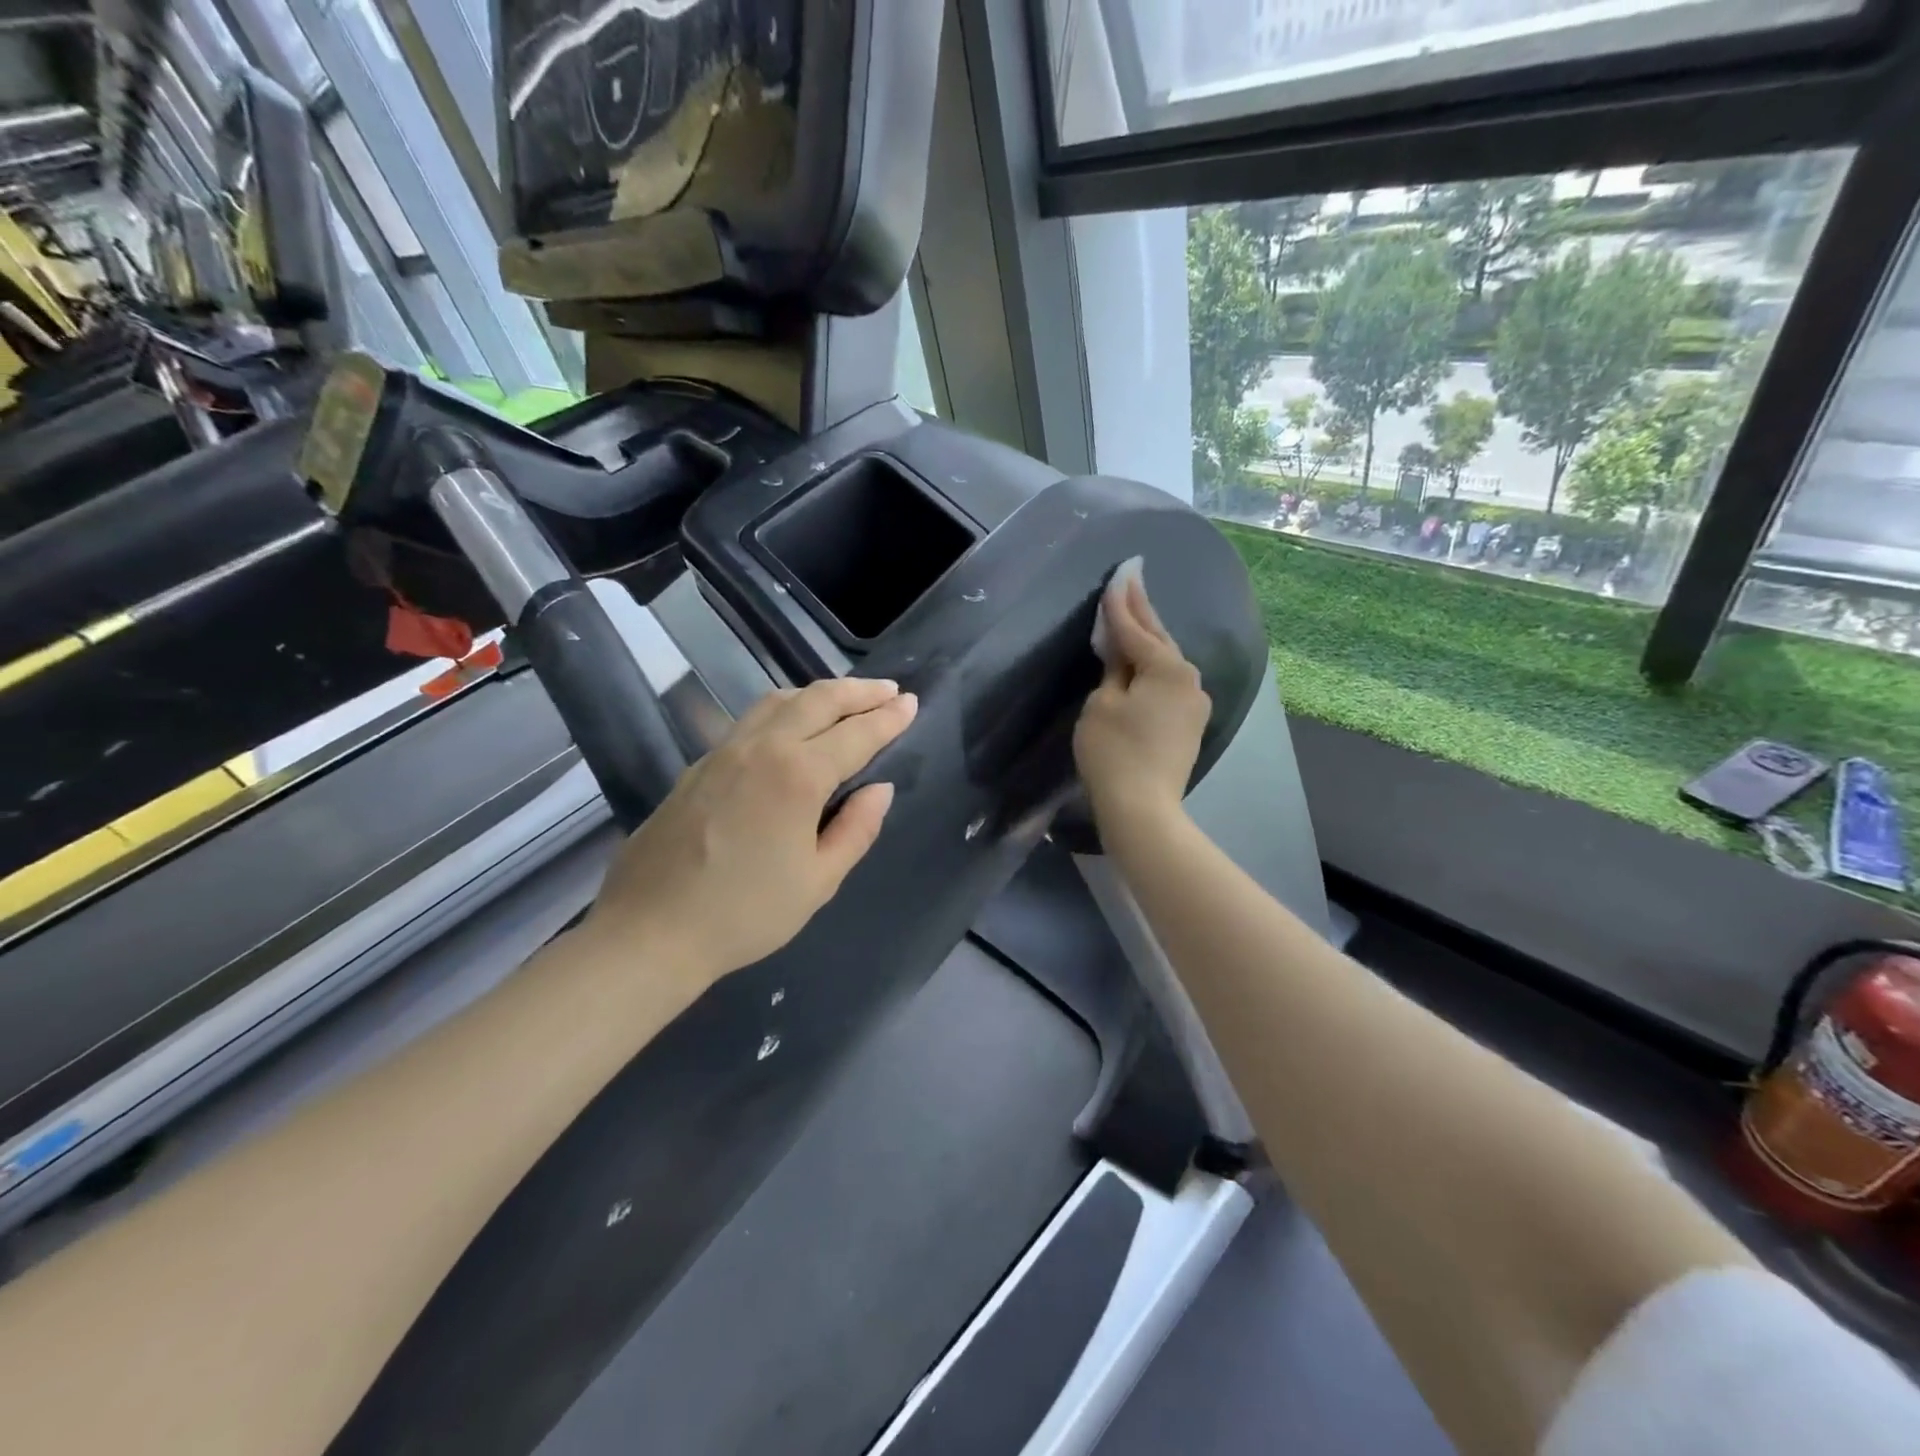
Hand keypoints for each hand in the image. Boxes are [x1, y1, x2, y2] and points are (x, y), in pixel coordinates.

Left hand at [589, 677, 916, 980]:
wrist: (650, 931)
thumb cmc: (745, 913)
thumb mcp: (818, 881)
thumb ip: (856, 829)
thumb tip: (879, 789)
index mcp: (797, 775)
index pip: (856, 734)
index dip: (888, 718)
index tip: (912, 704)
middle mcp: (761, 748)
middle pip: (818, 700)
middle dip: (859, 691)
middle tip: (889, 690)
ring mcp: (724, 752)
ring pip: (779, 701)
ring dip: (819, 693)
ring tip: (846, 700)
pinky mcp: (699, 765)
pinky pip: (752, 719)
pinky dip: (785, 709)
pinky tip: (791, 727)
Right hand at [1073, 572, 1209, 836]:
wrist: (1143, 808)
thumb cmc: (1114, 753)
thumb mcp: (1102, 704)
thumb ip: (1113, 669)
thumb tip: (1120, 651)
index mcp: (1167, 668)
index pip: (1136, 629)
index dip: (1120, 603)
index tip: (1118, 574)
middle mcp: (1189, 679)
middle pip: (1158, 638)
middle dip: (1142, 608)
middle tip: (1132, 576)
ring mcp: (1194, 703)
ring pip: (1166, 661)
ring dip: (1149, 637)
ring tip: (1135, 611)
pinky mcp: (1190, 724)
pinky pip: (1169, 683)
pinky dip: (1153, 666)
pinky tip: (1145, 658)